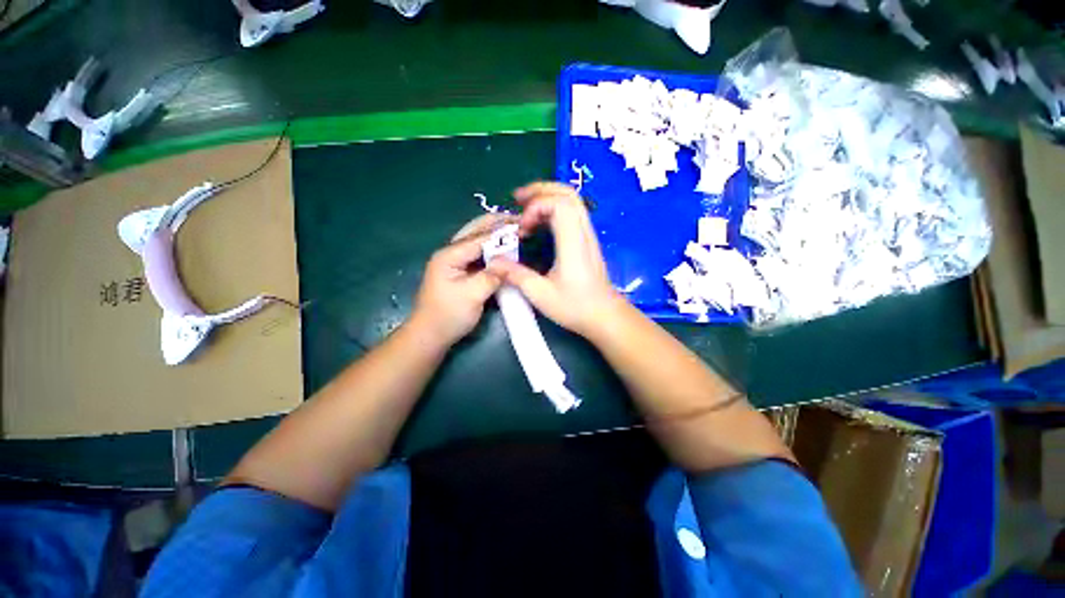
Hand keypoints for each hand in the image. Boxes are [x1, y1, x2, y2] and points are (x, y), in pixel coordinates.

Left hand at [410, 213, 509, 347]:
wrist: (430, 335)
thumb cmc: (449, 316)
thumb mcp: (472, 296)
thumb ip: (492, 276)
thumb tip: (510, 263)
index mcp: (449, 255)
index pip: (479, 238)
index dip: (501, 232)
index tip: (522, 226)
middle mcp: (449, 253)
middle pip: (474, 231)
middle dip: (496, 223)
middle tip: (518, 219)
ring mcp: (453, 261)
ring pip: (475, 240)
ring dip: (494, 233)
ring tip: (514, 228)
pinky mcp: (459, 270)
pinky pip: (477, 253)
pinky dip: (491, 248)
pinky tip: (503, 247)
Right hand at [487, 182, 623, 336]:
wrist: (605, 316)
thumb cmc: (575, 307)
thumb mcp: (541, 294)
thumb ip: (516, 275)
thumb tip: (493, 262)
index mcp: (573, 244)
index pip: (560, 205)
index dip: (536, 207)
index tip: (523, 229)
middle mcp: (583, 233)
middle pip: (568, 194)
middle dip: (540, 190)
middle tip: (517, 200)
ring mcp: (588, 235)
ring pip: (573, 201)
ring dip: (547, 197)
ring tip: (525, 207)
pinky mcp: (588, 241)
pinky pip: (573, 213)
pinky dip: (554, 208)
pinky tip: (540, 222)